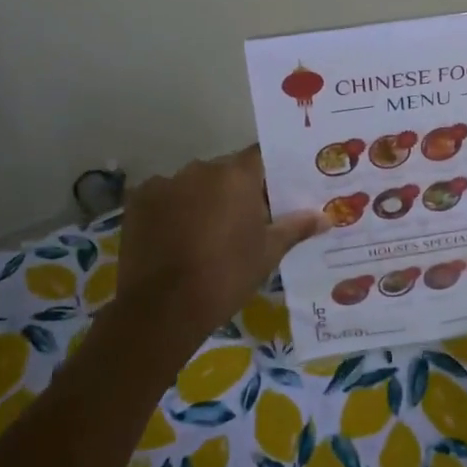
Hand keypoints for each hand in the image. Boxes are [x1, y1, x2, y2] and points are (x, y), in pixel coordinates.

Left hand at [117, 147, 329, 350]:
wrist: (163, 309)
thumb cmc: (226, 276)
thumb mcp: (268, 253)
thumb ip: (296, 227)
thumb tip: (327, 217)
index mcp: (237, 175)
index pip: (261, 156)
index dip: (270, 173)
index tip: (277, 192)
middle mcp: (201, 168)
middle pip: (226, 170)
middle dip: (236, 190)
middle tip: (246, 220)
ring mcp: (166, 182)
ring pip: (194, 184)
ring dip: (203, 199)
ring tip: (207, 234)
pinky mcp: (139, 200)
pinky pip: (165, 197)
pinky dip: (173, 210)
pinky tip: (176, 238)